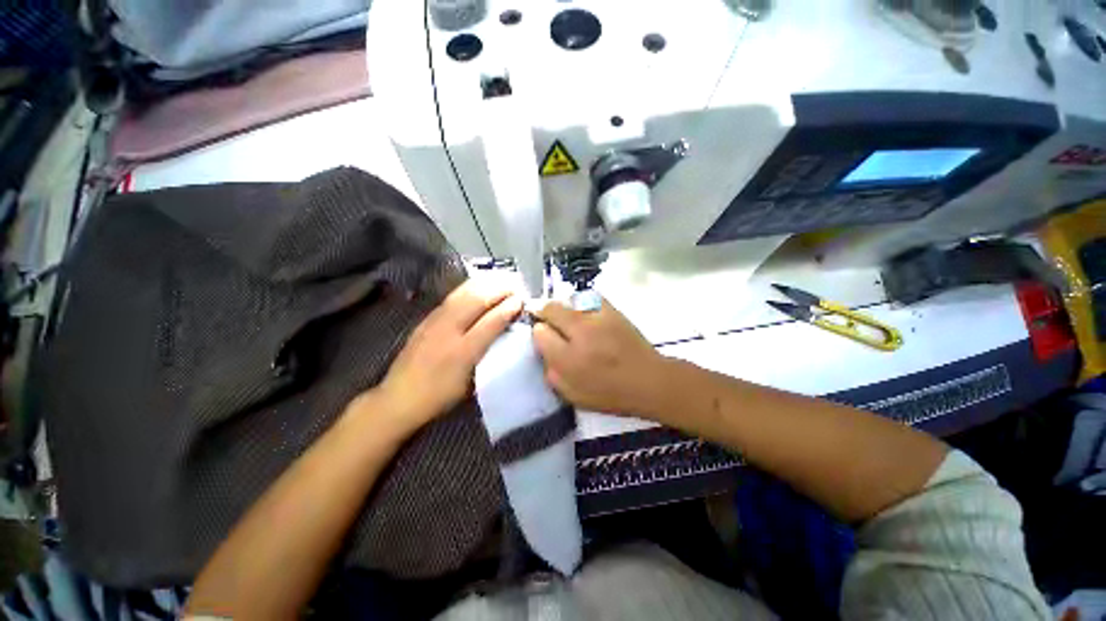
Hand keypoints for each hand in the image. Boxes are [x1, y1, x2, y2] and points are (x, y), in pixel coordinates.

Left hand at [365, 280, 521, 434]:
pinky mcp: (426, 319)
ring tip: (500, 279)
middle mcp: (448, 331)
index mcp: (463, 352)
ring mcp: (434, 322)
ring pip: (463, 294)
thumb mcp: (470, 383)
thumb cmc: (440, 396)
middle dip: (498, 290)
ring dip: (484, 284)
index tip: (521, 301)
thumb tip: (501, 333)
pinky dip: (468, 288)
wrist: (398, 397)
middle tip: (514, 286)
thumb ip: (486, 355)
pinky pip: (451, 297)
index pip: (491, 322)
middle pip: (477, 301)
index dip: (508, 308)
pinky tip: (477, 285)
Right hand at [532, 297, 666, 416]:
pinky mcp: (612, 310)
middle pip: (551, 308)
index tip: (543, 336)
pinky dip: (582, 303)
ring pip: (568, 300)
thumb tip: (542, 347)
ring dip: (563, 308)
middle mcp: (581, 332)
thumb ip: (551, 371)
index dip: (538, 332)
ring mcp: (598, 317)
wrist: (648, 380)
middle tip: (550, 323)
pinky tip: (586, 314)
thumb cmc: (609, 393)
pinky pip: (589, 297)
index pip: (539, 332)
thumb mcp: (572, 393)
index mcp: (568, 358)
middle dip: (545, 313)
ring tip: (569, 320)